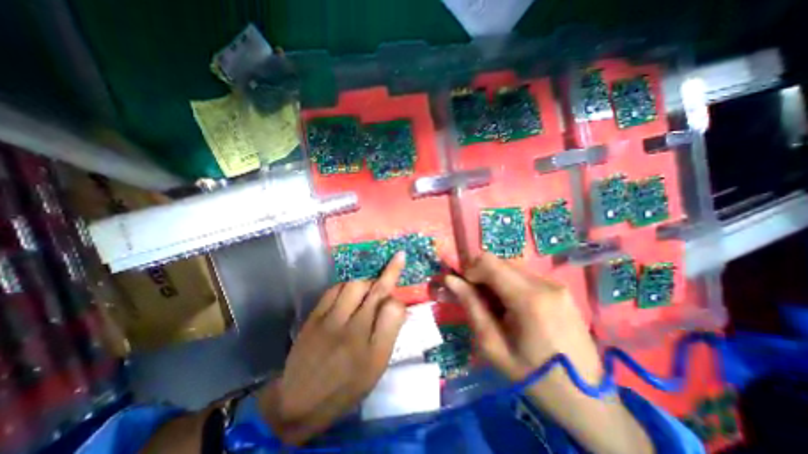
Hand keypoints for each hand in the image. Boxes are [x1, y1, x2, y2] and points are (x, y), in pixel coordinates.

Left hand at [258, 253, 407, 444]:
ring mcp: (331, 322)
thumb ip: (389, 335)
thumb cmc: (345, 388)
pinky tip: (348, 293)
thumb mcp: (376, 369)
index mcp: (374, 351)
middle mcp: (354, 332)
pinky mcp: (313, 318)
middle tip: (397, 260)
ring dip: (366, 282)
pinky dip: (346, 286)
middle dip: (390, 272)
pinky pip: (334, 290)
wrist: (299, 402)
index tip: (398, 294)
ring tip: (368, 288)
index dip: (399, 301)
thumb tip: (397, 306)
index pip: (394, 310)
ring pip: (355, 285)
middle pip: (376, 291)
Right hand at [445, 255, 651, 453]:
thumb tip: (450, 280)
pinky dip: (510, 285)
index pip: (488, 261)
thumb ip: (471, 306)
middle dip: (482, 276)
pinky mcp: (561, 290)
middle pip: (500, 262)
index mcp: (529, 298)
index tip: (465, 290)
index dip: (470, 270)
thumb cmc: (534, 377)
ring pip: (511, 267)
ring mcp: (556, 285)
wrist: (587, 401)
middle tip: (479, 301)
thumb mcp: (493, 346)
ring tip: (498, 308)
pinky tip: (514, 308)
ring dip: (496, 280)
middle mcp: (545, 283)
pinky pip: (525, 276)